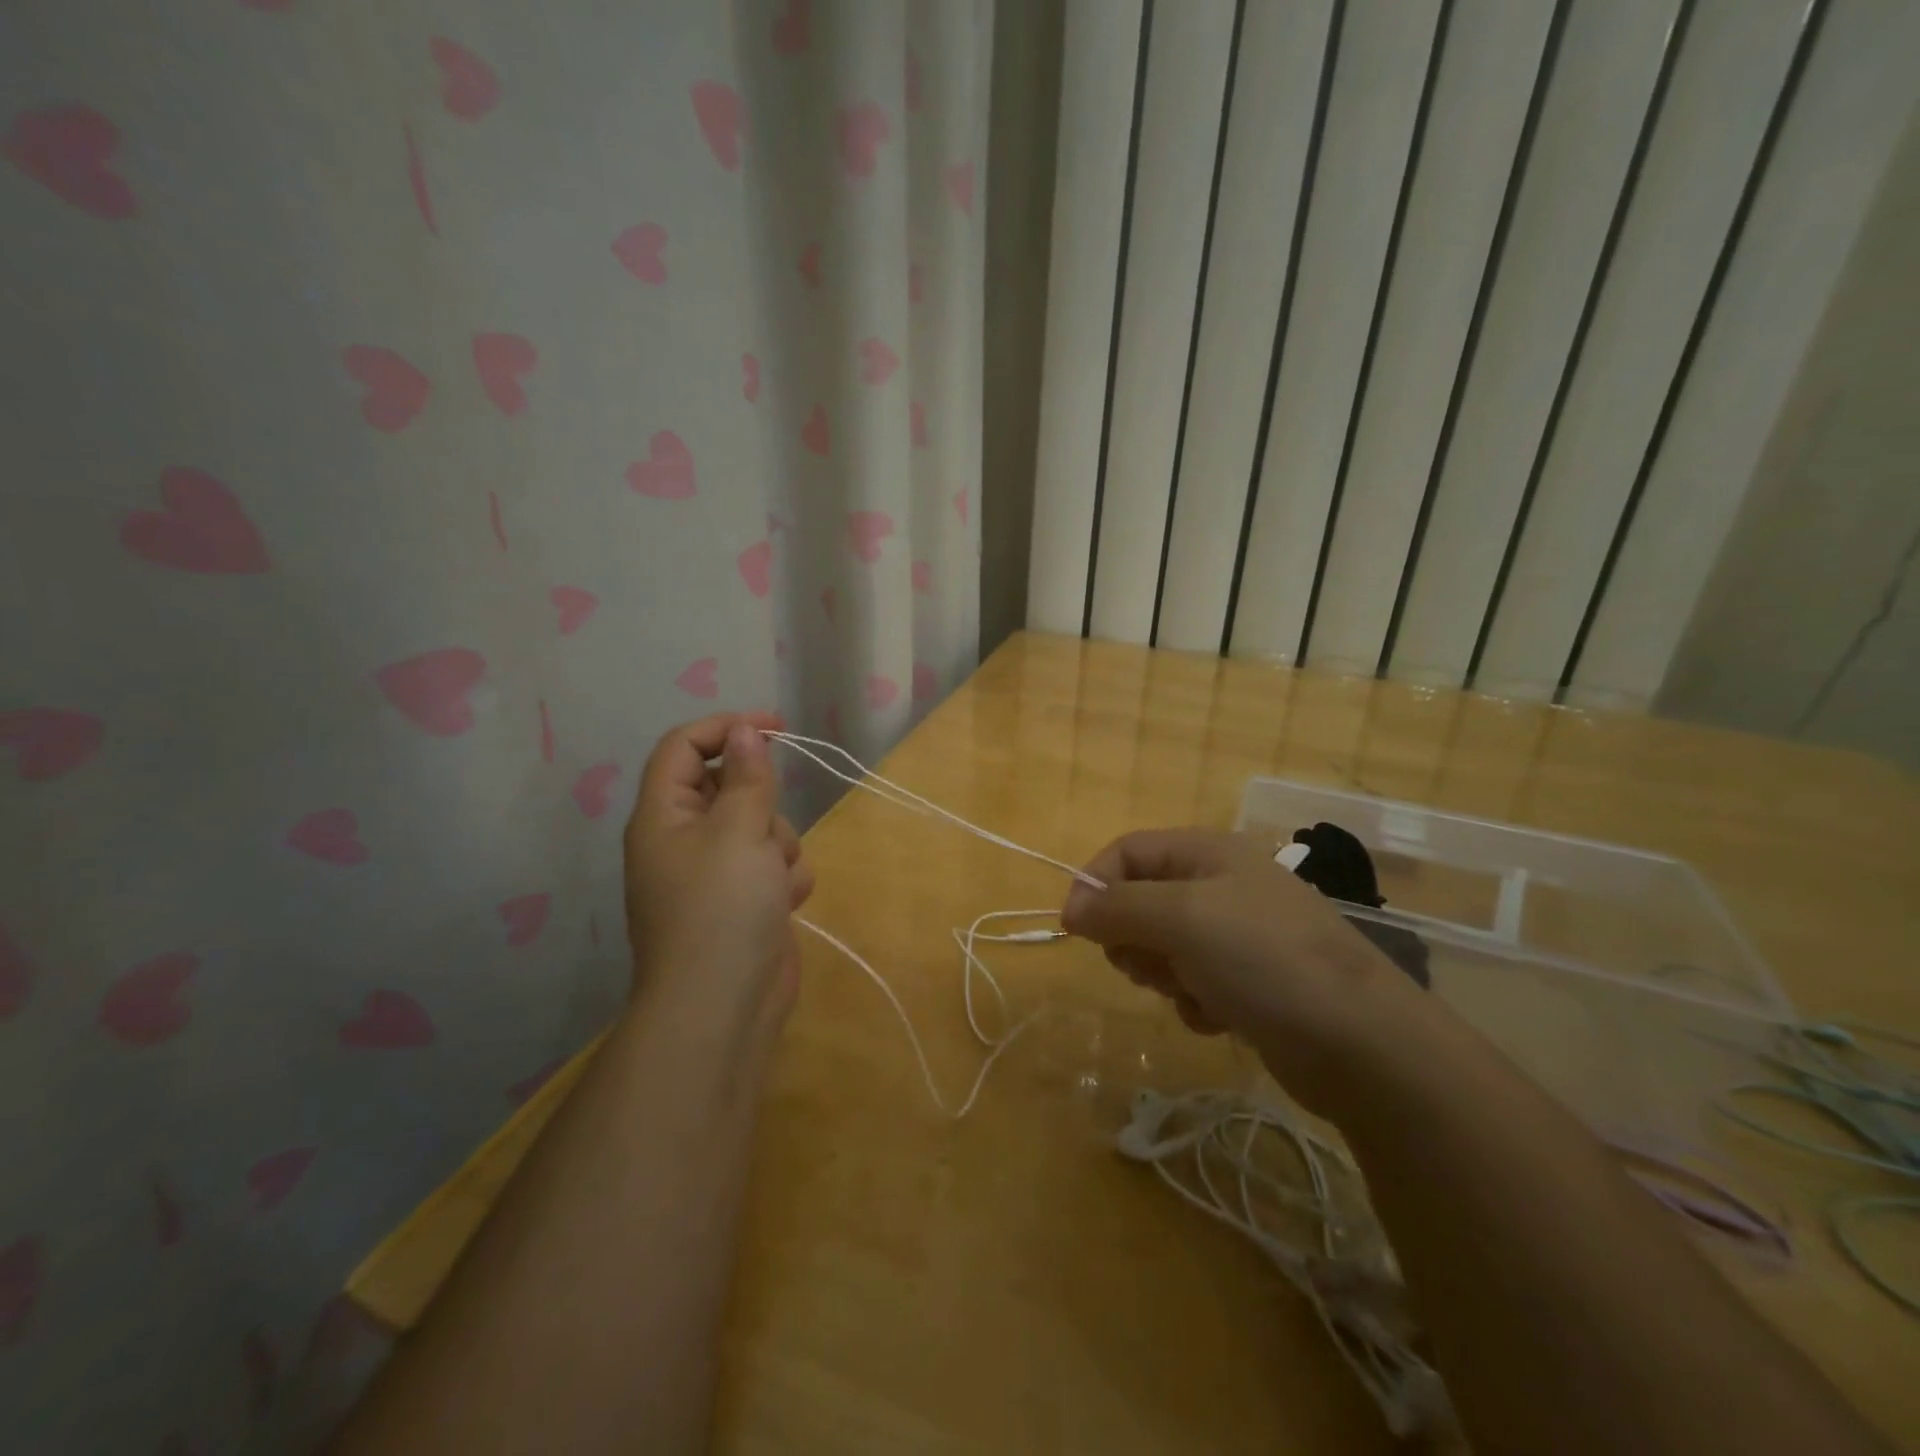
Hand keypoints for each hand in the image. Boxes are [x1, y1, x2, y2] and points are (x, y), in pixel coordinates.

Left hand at [624, 713, 814, 1038]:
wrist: (724, 1005)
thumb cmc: (722, 908)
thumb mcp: (739, 831)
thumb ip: (747, 776)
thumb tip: (745, 732)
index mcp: (664, 815)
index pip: (685, 747)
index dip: (727, 728)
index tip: (777, 727)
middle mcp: (684, 839)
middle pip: (731, 787)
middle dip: (763, 804)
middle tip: (765, 832)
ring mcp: (715, 873)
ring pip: (762, 827)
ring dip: (780, 846)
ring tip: (774, 879)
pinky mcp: (744, 900)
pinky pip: (774, 865)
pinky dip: (785, 878)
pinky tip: (784, 903)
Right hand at [1061, 828, 1429, 1112]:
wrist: (1362, 1042)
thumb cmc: (1263, 959)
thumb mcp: (1181, 918)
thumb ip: (1118, 907)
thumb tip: (1073, 908)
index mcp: (1207, 852)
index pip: (1127, 852)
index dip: (1095, 883)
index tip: (1074, 929)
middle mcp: (1221, 885)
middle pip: (1141, 901)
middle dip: (1134, 937)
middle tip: (1147, 965)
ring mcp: (1239, 934)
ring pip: (1163, 946)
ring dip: (1165, 974)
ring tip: (1193, 992)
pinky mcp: (1250, 981)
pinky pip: (1193, 982)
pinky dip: (1195, 1000)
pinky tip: (1219, 1017)